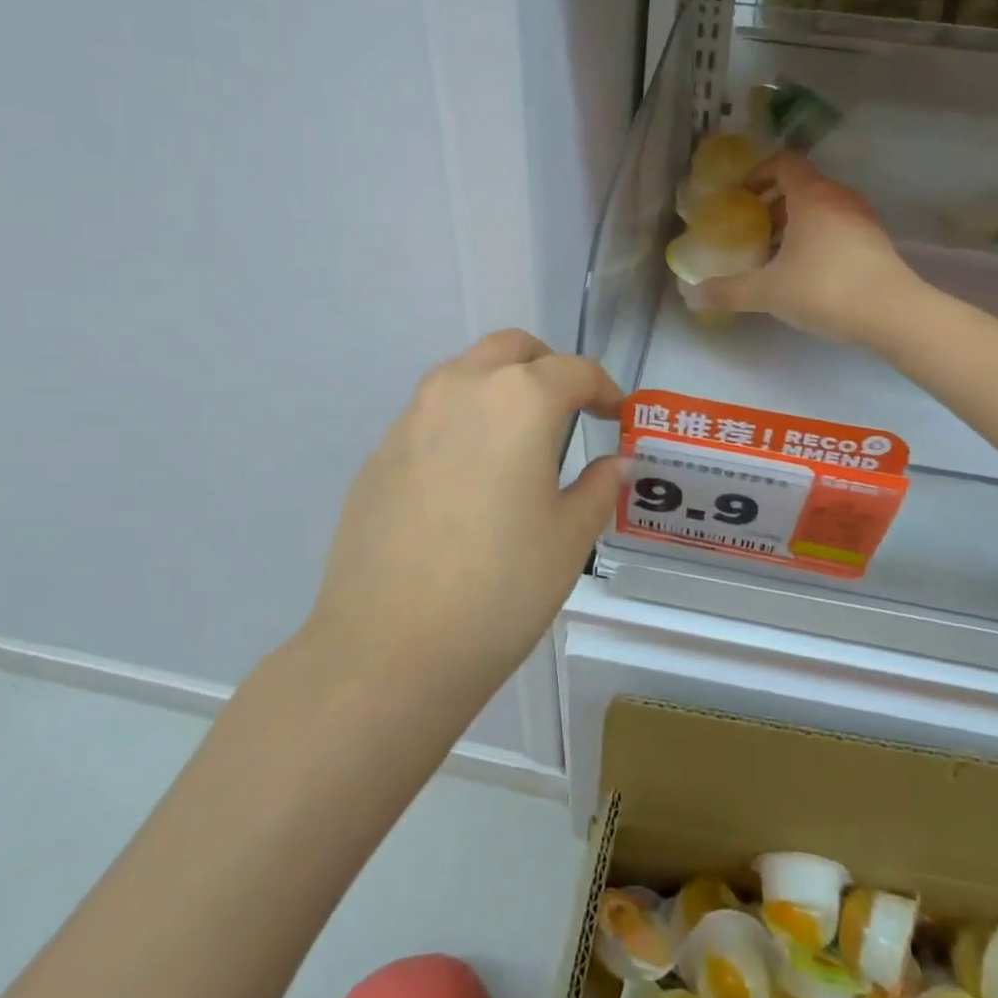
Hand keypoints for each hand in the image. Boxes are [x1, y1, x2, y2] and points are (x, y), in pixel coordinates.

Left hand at [307, 330, 625, 686]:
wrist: (390, 647)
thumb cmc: (501, 588)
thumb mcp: (570, 537)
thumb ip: (600, 487)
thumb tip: (614, 462)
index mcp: (519, 400)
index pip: (574, 370)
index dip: (604, 388)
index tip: (617, 415)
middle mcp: (461, 389)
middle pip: (512, 350)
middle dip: (548, 368)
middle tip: (570, 410)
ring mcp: (412, 417)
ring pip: (465, 374)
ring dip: (501, 387)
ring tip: (520, 441)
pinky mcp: (380, 452)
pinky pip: (432, 415)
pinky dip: (463, 421)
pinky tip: (470, 479)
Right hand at [696, 152, 914, 344]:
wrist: (892, 313)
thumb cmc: (824, 289)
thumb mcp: (768, 292)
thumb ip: (730, 291)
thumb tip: (694, 295)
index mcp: (812, 196)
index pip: (784, 163)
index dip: (758, 173)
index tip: (740, 195)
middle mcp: (839, 199)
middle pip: (802, 187)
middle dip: (772, 205)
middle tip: (751, 229)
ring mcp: (862, 220)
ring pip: (821, 209)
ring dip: (795, 224)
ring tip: (774, 255)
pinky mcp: (875, 243)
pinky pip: (837, 228)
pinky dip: (816, 239)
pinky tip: (804, 272)